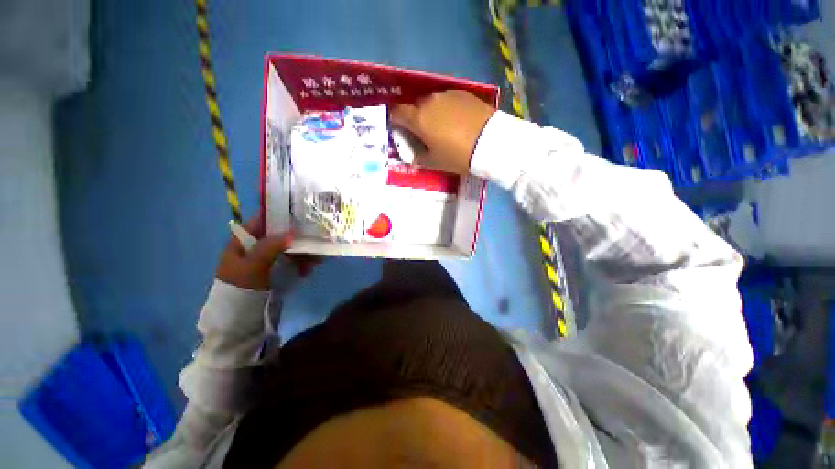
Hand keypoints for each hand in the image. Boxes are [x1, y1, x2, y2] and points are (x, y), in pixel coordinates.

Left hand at [216, 214, 319, 290]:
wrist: (240, 322)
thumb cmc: (241, 290)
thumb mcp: (252, 266)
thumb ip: (269, 247)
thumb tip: (291, 233)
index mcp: (242, 243)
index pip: (260, 221)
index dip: (277, 215)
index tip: (299, 213)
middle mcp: (254, 249)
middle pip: (278, 236)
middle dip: (297, 237)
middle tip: (314, 239)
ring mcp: (266, 262)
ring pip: (288, 250)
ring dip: (303, 252)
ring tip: (317, 258)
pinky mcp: (275, 273)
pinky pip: (291, 263)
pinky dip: (302, 264)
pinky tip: (310, 268)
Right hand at [391, 90, 495, 174]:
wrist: (491, 143)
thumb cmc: (458, 156)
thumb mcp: (434, 162)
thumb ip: (418, 157)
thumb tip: (413, 155)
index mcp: (419, 119)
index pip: (397, 113)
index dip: (396, 121)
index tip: (401, 130)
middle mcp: (430, 101)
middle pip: (415, 107)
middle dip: (416, 118)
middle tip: (424, 133)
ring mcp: (448, 95)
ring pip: (432, 102)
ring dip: (432, 112)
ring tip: (443, 127)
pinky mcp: (464, 93)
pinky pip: (448, 100)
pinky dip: (447, 109)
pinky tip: (457, 120)